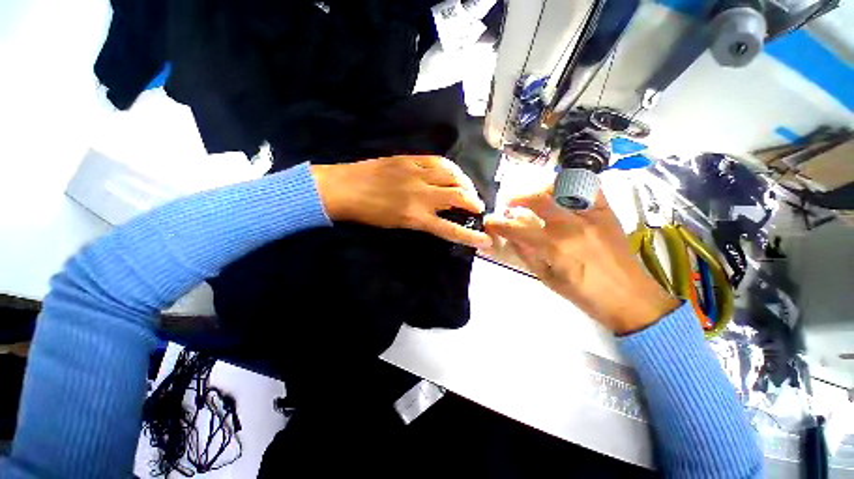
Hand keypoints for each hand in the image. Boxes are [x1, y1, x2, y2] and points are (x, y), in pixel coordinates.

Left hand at [312, 156, 491, 248]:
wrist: (344, 188)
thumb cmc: (368, 214)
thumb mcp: (397, 224)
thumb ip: (422, 220)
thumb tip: (441, 216)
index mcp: (415, 217)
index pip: (450, 228)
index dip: (471, 237)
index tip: (486, 241)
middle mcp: (420, 195)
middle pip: (457, 196)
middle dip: (473, 202)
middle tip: (477, 206)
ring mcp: (416, 173)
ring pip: (452, 175)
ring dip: (466, 182)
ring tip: (468, 188)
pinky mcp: (409, 159)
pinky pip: (438, 161)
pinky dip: (451, 168)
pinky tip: (453, 172)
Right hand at [484, 189, 678, 334]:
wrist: (630, 298)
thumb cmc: (584, 295)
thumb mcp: (547, 279)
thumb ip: (527, 255)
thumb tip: (511, 237)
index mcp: (554, 247)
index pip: (517, 229)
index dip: (499, 224)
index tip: (490, 222)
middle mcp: (571, 226)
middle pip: (537, 199)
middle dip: (517, 198)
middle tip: (509, 202)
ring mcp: (592, 216)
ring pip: (563, 187)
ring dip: (542, 188)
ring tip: (535, 195)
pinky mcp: (608, 213)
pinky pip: (590, 188)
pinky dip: (574, 186)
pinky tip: (564, 194)